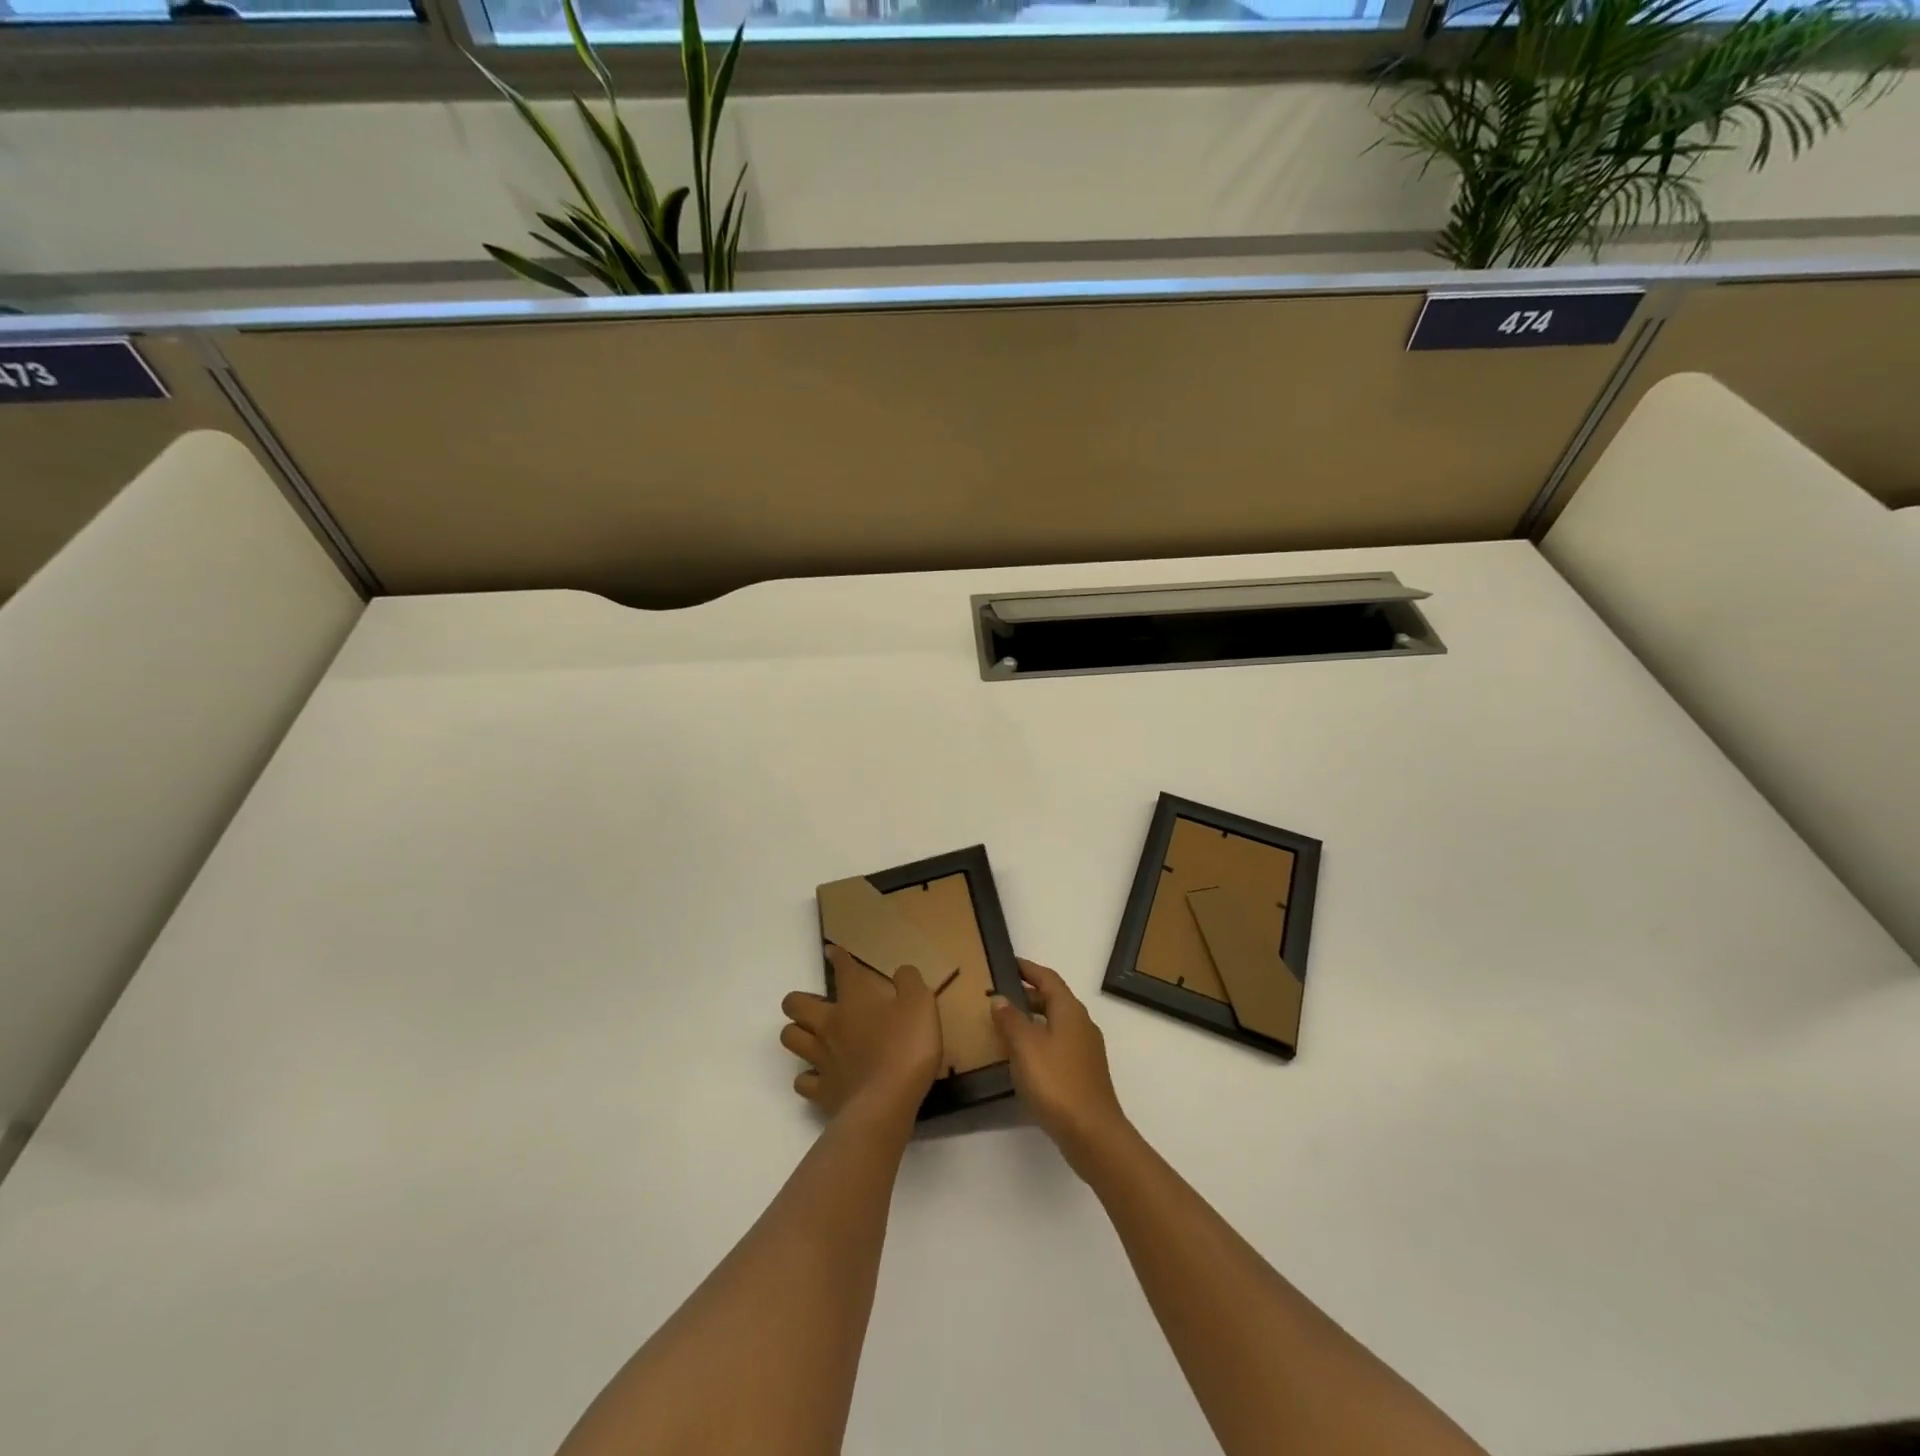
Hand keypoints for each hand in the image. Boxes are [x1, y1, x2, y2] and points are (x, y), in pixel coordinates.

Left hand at [780, 945, 943, 1121]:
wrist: (887, 1103)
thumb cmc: (906, 1046)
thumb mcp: (921, 1003)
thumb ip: (910, 981)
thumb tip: (901, 971)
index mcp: (854, 998)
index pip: (842, 968)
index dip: (837, 956)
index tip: (833, 951)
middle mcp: (830, 1023)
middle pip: (795, 1004)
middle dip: (799, 1000)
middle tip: (815, 1004)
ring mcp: (821, 1058)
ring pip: (790, 1038)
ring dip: (797, 1033)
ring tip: (811, 1036)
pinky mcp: (822, 1091)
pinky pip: (803, 1081)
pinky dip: (807, 1078)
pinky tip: (819, 1077)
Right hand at [991, 959, 1130, 1175]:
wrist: (1092, 1133)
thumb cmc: (1056, 1082)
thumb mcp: (1025, 1046)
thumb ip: (1010, 1019)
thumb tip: (1000, 998)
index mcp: (1070, 1010)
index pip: (1048, 978)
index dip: (1028, 969)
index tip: (1008, 963)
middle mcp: (1081, 1024)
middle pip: (1053, 1000)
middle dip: (1027, 995)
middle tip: (999, 996)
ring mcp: (1086, 1051)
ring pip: (1055, 1024)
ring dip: (1032, 1021)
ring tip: (1004, 1027)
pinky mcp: (1084, 1074)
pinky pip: (1058, 1046)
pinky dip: (1039, 1042)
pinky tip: (1022, 1059)